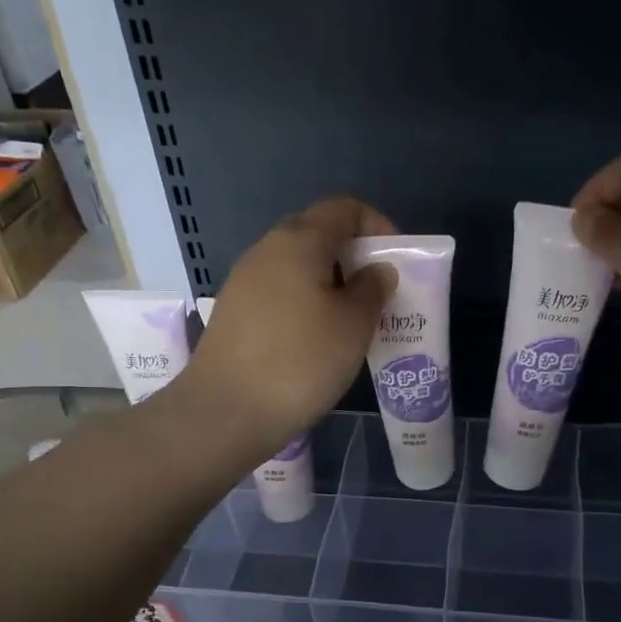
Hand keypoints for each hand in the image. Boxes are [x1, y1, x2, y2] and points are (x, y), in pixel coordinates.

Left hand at [179, 197, 396, 458]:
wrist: (226, 412)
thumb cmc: (301, 361)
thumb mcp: (353, 325)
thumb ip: (372, 289)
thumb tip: (376, 270)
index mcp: (299, 241)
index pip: (345, 209)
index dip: (377, 226)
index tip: (395, 263)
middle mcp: (267, 250)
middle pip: (318, 234)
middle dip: (354, 257)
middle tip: (378, 294)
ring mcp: (244, 281)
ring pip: (298, 266)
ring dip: (330, 283)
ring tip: (352, 321)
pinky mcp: (234, 312)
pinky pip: (280, 292)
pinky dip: (306, 303)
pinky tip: (316, 340)